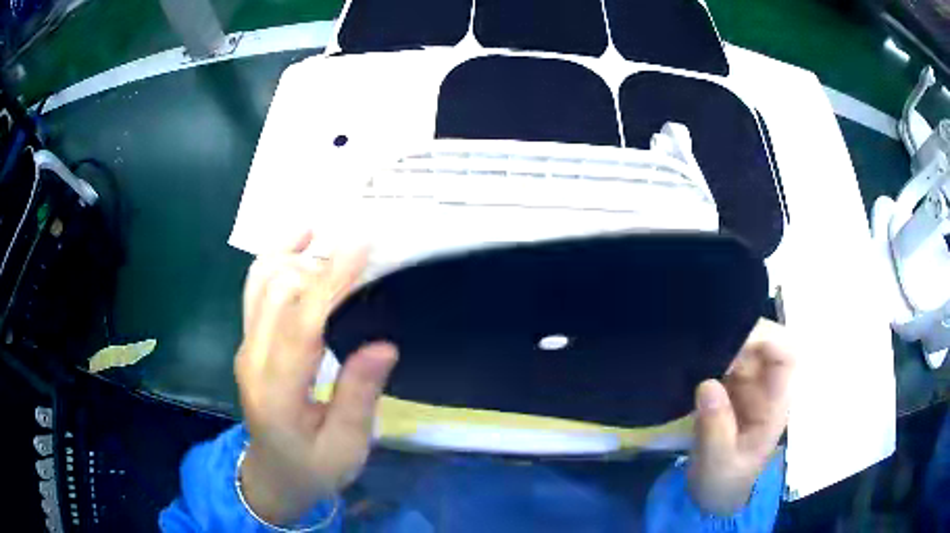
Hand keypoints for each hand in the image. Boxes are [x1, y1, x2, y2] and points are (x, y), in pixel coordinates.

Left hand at [234, 233, 397, 525]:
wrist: (274, 475)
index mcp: (277, 393)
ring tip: (327, 233)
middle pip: (277, 292)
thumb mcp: (346, 447)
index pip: (301, 324)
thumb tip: (383, 345)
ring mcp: (247, 346)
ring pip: (260, 281)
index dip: (330, 281)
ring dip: (293, 252)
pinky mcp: (249, 341)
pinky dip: (276, 258)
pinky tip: (299, 240)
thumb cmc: (314, 468)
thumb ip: (358, 396)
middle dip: (320, 264)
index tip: (361, 246)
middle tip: (364, 255)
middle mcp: (253, 360)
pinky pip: (256, 289)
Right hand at [688, 319, 794, 514]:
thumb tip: (707, 384)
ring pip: (740, 347)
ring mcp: (746, 385)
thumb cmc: (723, 483)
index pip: (785, 356)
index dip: (766, 339)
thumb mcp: (719, 465)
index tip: (730, 344)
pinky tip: (688, 363)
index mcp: (775, 404)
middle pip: (762, 343)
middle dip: (735, 338)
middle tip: (701, 350)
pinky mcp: (727, 387)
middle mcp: (765, 387)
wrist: (713, 495)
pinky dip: (706, 357)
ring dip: (717, 346)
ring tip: (690, 355)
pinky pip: (721, 360)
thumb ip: (715, 430)